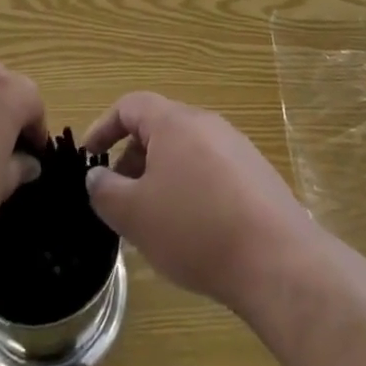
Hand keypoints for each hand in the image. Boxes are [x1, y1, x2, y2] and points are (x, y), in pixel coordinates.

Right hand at [82, 92, 314, 309]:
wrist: (277, 260)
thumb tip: (97, 176)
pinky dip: (189, 189)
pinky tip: (192, 231)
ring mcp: (236, 147)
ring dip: (160, 177)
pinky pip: (210, 170)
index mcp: (174, 122)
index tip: (88, 159)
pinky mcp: (256, 174)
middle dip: (131, 159)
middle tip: (119, 199)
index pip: (130, 106)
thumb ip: (105, 191)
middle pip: (159, 128)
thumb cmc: (195, 229)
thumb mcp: (135, 215)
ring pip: (185, 151)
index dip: (103, 128)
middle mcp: (206, 123)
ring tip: (152, 220)